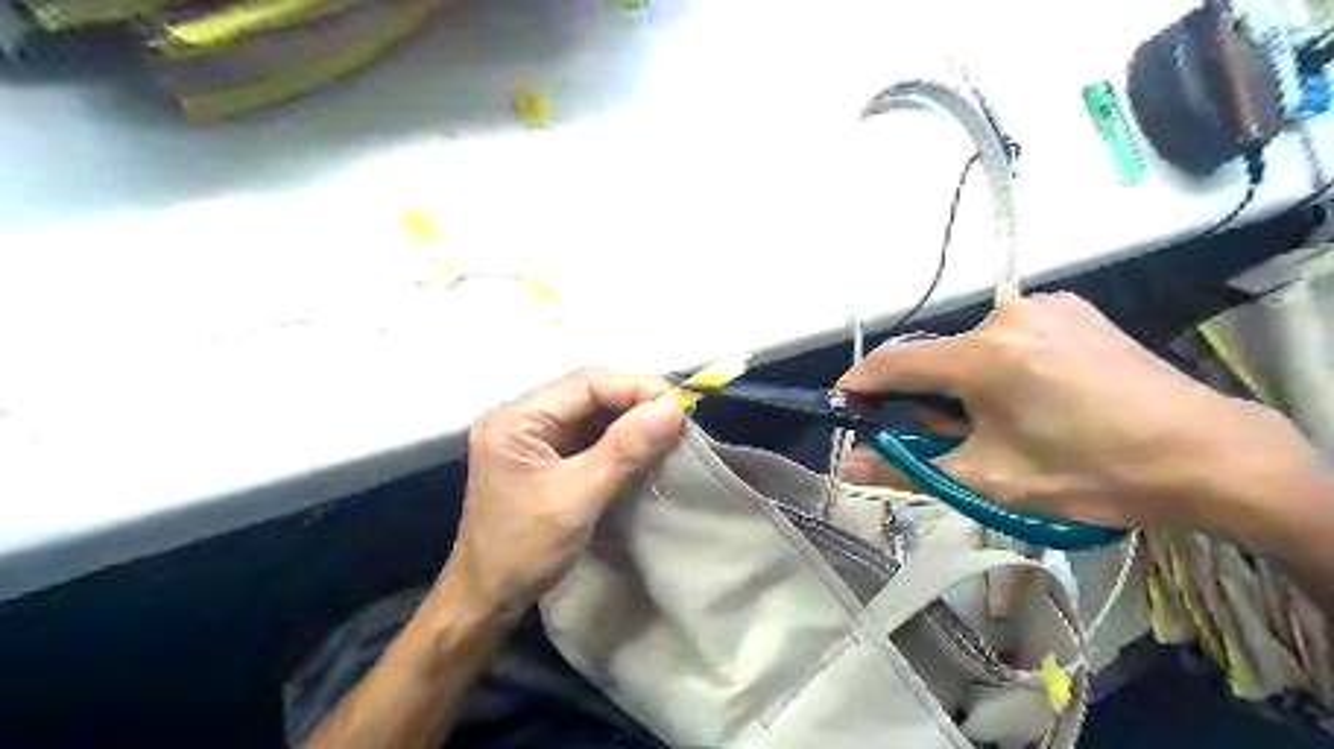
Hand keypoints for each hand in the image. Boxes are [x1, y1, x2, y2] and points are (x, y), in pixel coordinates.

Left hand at [450, 368, 681, 620]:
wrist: (487, 599)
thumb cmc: (524, 550)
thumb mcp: (578, 497)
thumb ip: (625, 449)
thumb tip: (672, 408)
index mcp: (515, 419)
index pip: (583, 384)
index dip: (634, 386)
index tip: (678, 400)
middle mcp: (519, 417)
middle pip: (586, 392)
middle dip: (633, 400)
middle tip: (678, 413)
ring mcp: (530, 436)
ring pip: (589, 412)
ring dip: (629, 417)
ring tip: (669, 425)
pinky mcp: (543, 456)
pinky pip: (586, 434)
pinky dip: (617, 437)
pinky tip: (643, 442)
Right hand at [837, 290, 1314, 533]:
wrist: (1206, 454)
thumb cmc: (1090, 473)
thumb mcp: (989, 478)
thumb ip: (907, 467)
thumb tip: (846, 465)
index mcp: (984, 356)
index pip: (895, 361)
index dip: (861, 384)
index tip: (845, 406)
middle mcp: (1007, 316)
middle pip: (935, 356)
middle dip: (925, 396)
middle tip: (943, 437)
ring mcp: (1043, 306)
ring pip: (970, 347)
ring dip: (962, 382)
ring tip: (999, 422)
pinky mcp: (1070, 309)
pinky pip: (1006, 336)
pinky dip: (996, 365)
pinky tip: (1031, 395)